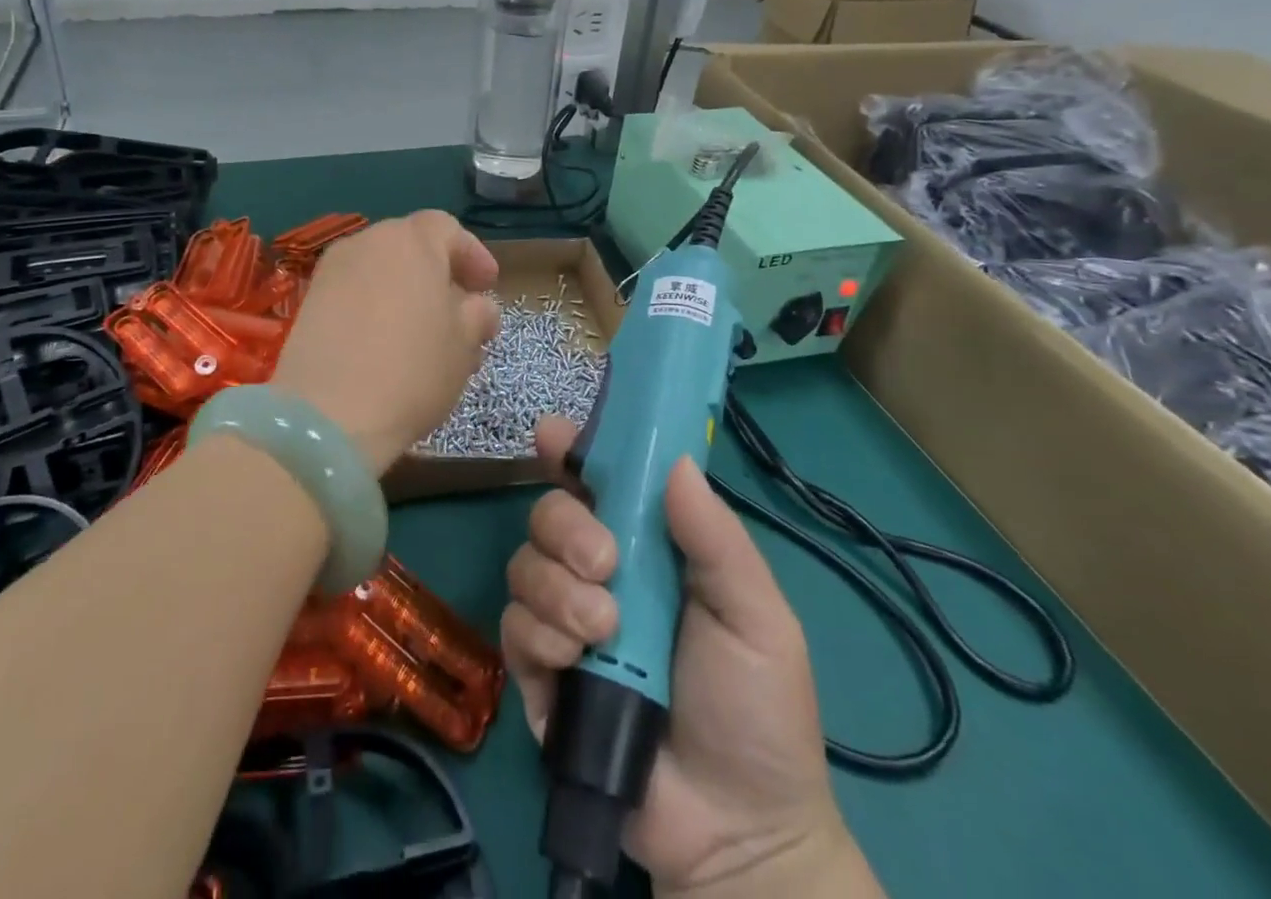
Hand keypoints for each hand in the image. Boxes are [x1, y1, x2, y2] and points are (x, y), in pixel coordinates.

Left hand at [270, 211, 500, 474]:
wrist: (327, 413)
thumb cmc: (412, 368)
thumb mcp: (464, 345)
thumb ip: (477, 315)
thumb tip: (477, 307)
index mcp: (411, 240)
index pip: (447, 228)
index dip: (471, 255)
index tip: (487, 287)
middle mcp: (367, 242)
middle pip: (410, 245)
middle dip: (438, 274)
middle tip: (459, 312)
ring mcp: (332, 270)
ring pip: (380, 270)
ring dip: (406, 292)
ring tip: (425, 336)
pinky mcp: (309, 301)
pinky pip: (354, 291)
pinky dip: (375, 306)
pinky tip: (386, 345)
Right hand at [502, 420, 873, 898]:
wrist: (737, 835)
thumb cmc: (757, 711)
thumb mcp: (756, 616)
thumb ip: (716, 538)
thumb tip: (676, 459)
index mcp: (648, 548)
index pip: (600, 481)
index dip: (572, 451)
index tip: (552, 436)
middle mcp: (598, 573)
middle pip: (549, 513)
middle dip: (566, 528)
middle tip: (605, 565)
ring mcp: (565, 621)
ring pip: (524, 566)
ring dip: (558, 590)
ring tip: (604, 632)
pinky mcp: (539, 673)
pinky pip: (513, 627)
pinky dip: (538, 635)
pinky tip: (572, 663)